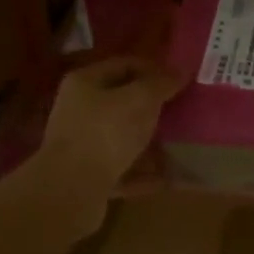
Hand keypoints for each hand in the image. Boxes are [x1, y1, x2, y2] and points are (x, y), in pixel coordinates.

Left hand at [39, 56, 183, 202]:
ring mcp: (82, 145)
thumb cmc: (105, 132)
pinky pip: (122, 168)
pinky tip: (166, 177)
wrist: (71, 189)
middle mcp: (79, 110)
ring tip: (178, 144)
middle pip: (121, 101)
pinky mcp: (88, 176)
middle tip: (181, 111)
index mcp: (85, 83)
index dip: (154, 68)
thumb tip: (179, 72)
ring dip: (149, 140)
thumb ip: (160, 84)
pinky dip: (143, 172)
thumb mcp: (139, 100)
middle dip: (152, 107)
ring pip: (121, 136)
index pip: (124, 64)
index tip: (180, 80)